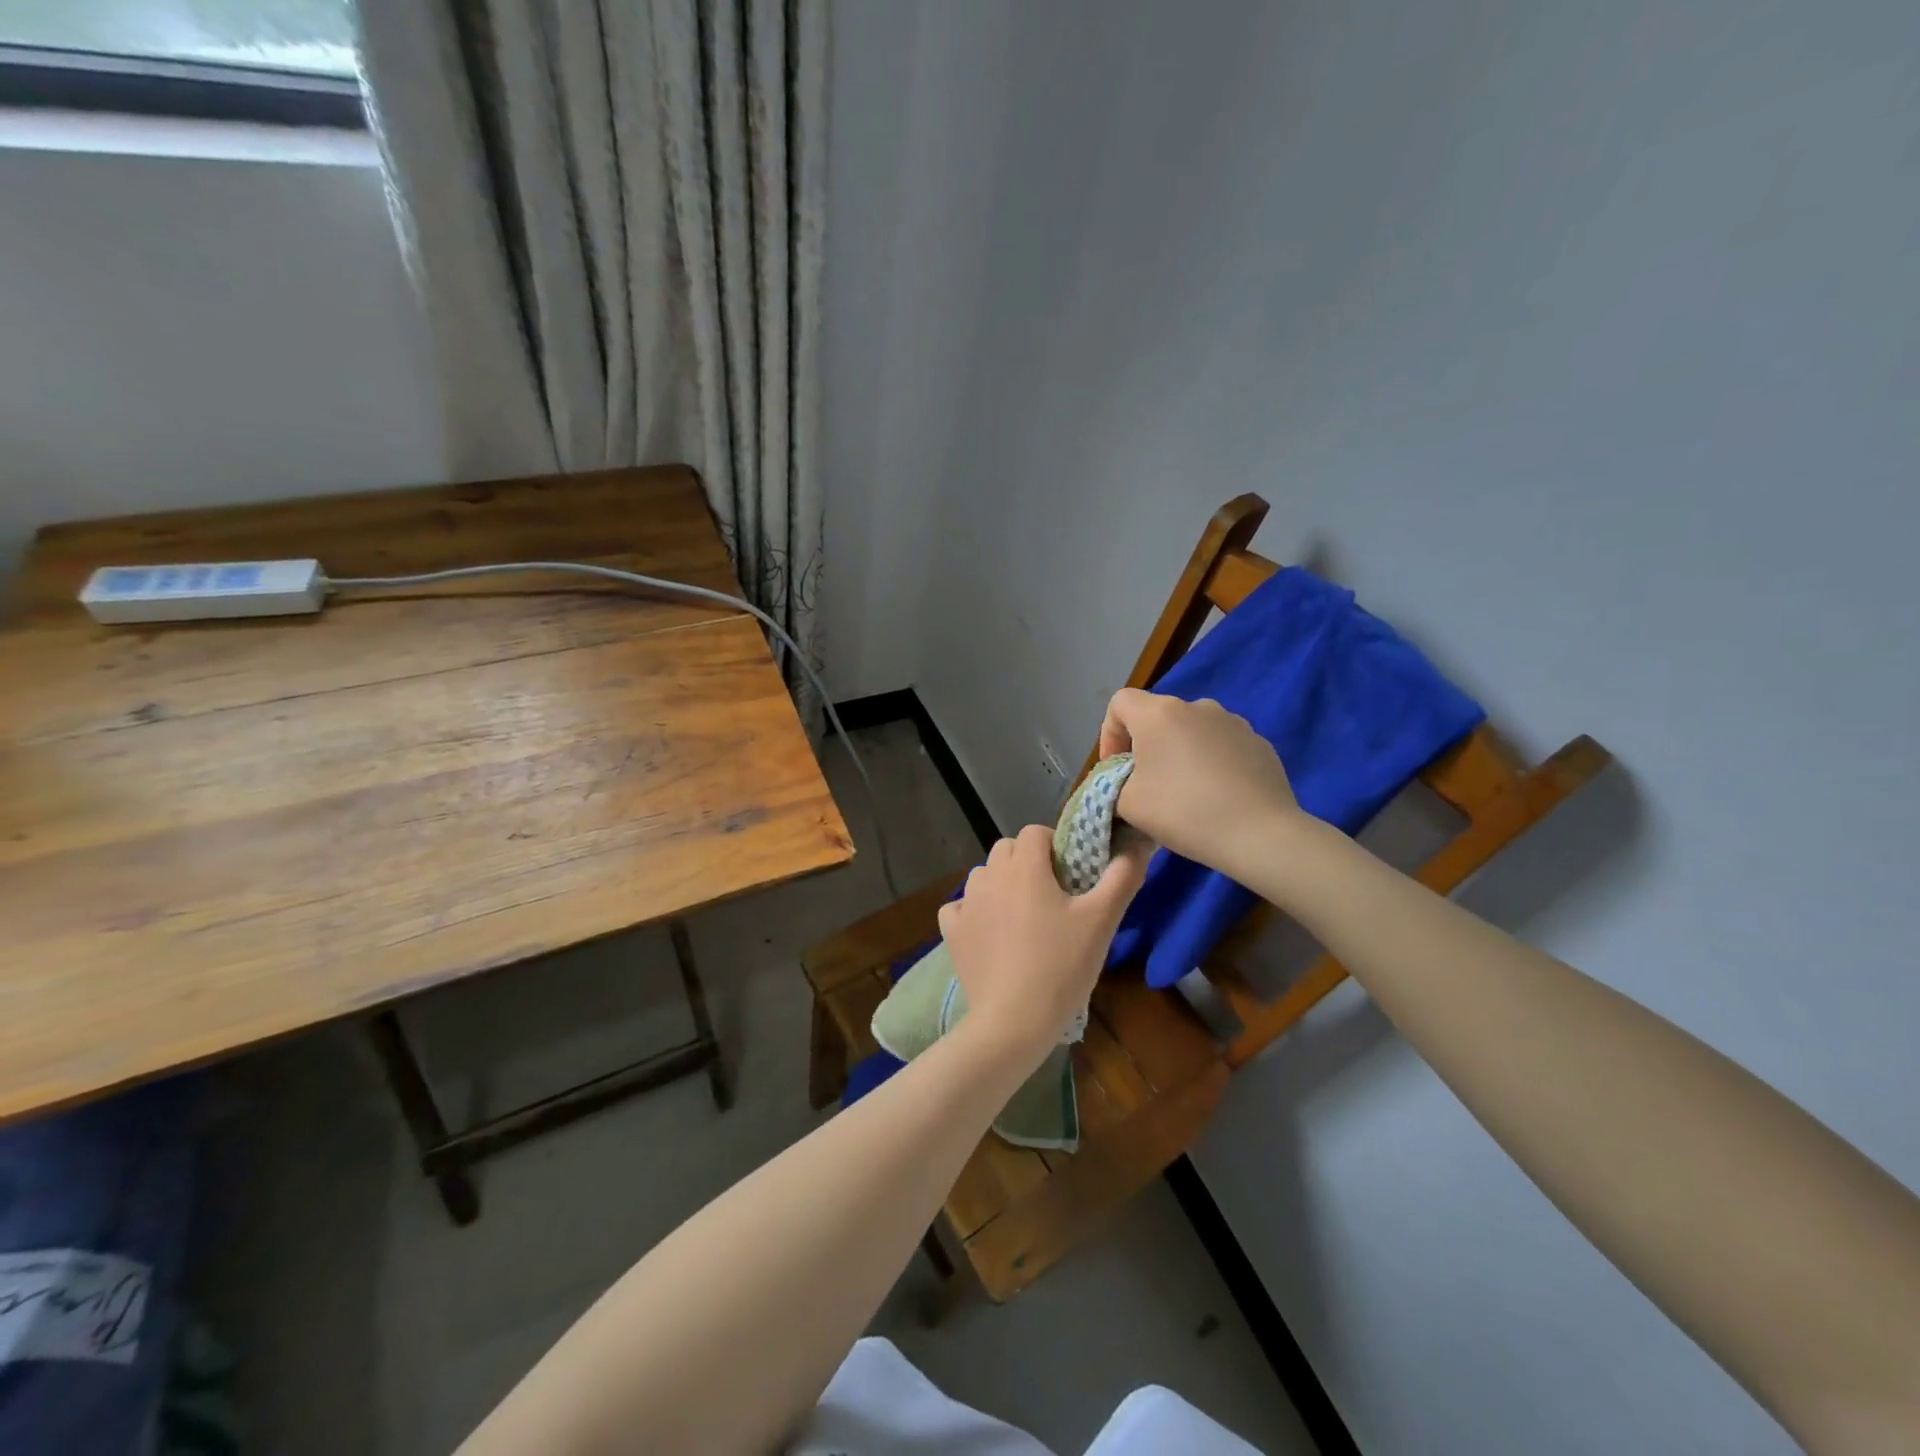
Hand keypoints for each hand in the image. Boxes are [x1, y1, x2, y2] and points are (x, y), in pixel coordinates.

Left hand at [937, 825, 1151, 1063]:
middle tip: (1052, 895)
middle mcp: (990, 876)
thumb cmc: (1061, 966)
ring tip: (1023, 915)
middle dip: (1027, 861)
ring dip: (1001, 883)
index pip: (1034, 832)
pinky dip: (973, 911)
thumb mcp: (1102, 921)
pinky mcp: (952, 933)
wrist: (1014, 1021)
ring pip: (983, 875)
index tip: (1071, 873)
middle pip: (1006, 849)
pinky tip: (990, 931)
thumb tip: (1137, 846)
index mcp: (1024, 866)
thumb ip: (1122, 878)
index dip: (1054, 845)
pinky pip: (959, 907)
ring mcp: (966, 904)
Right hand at [1098, 688, 1300, 876]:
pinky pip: (1222, 746)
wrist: (1260, 835)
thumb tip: (1124, 781)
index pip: (1120, 703)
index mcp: (1159, 713)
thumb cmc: (1183, 812)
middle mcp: (1196, 706)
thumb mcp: (1127, 805)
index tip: (1116, 768)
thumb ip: (1113, 785)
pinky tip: (1217, 797)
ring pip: (1192, 731)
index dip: (1109, 733)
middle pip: (1157, 717)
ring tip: (1185, 793)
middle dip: (1146, 746)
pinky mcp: (1259, 742)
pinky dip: (1211, 763)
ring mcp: (1233, 722)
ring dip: (1180, 753)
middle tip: (1147, 785)